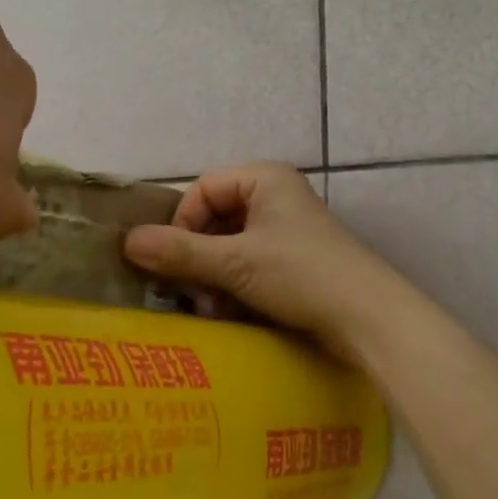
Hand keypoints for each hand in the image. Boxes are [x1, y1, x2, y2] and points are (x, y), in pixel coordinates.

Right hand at [123, 163, 404, 364]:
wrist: (370, 319)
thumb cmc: (302, 274)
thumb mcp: (236, 263)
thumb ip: (182, 252)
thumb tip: (127, 241)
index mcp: (264, 179)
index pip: (204, 188)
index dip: (183, 221)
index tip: (174, 260)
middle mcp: (276, 196)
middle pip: (216, 217)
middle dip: (198, 255)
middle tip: (188, 291)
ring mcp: (287, 229)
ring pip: (231, 244)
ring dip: (213, 275)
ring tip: (210, 307)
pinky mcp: (295, 261)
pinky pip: (250, 263)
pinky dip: (234, 285)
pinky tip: (229, 312)